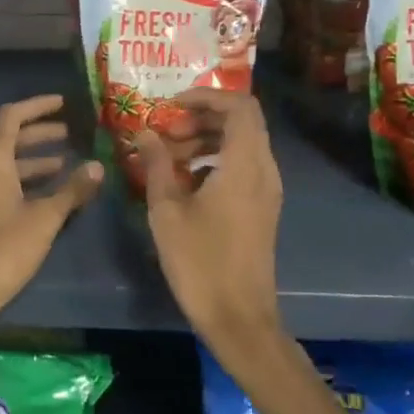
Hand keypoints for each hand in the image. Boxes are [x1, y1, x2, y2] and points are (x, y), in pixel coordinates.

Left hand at [0, 95, 102, 339]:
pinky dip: (27, 181)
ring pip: (7, 164)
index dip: (37, 106)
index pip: (11, 117)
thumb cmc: (2, 249)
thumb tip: (97, 165)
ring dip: (35, 160)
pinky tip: (50, 196)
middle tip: (72, 134)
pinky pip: (3, 184)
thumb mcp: (44, 218)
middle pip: (9, 139)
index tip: (63, 103)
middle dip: (40, 133)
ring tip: (68, 163)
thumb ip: (71, 190)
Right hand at [136, 89, 282, 364]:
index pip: (239, 105)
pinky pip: (244, 165)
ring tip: (170, 156)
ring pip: (243, 143)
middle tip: (167, 132)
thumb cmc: (200, 262)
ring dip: (208, 138)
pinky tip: (187, 180)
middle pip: (243, 121)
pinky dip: (217, 159)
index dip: (206, 95)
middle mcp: (264, 169)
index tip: (172, 104)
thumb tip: (145, 133)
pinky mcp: (263, 207)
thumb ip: (156, 164)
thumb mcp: (166, 210)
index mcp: (244, 164)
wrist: (239, 318)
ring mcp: (268, 190)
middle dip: (203, 116)